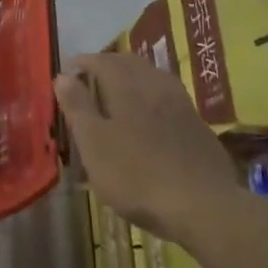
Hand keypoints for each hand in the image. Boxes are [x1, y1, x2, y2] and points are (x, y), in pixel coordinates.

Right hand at [57, 52, 243, 241]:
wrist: (205, 207)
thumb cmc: (137, 175)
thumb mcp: (94, 144)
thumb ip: (78, 107)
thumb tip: (62, 76)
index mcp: (127, 85)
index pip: (100, 60)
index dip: (82, 63)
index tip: (67, 72)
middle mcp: (155, 84)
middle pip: (129, 63)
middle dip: (108, 65)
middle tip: (91, 79)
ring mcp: (182, 104)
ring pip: (152, 78)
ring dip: (133, 78)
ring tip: (119, 94)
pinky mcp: (199, 126)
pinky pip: (169, 98)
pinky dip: (153, 97)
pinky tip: (151, 117)